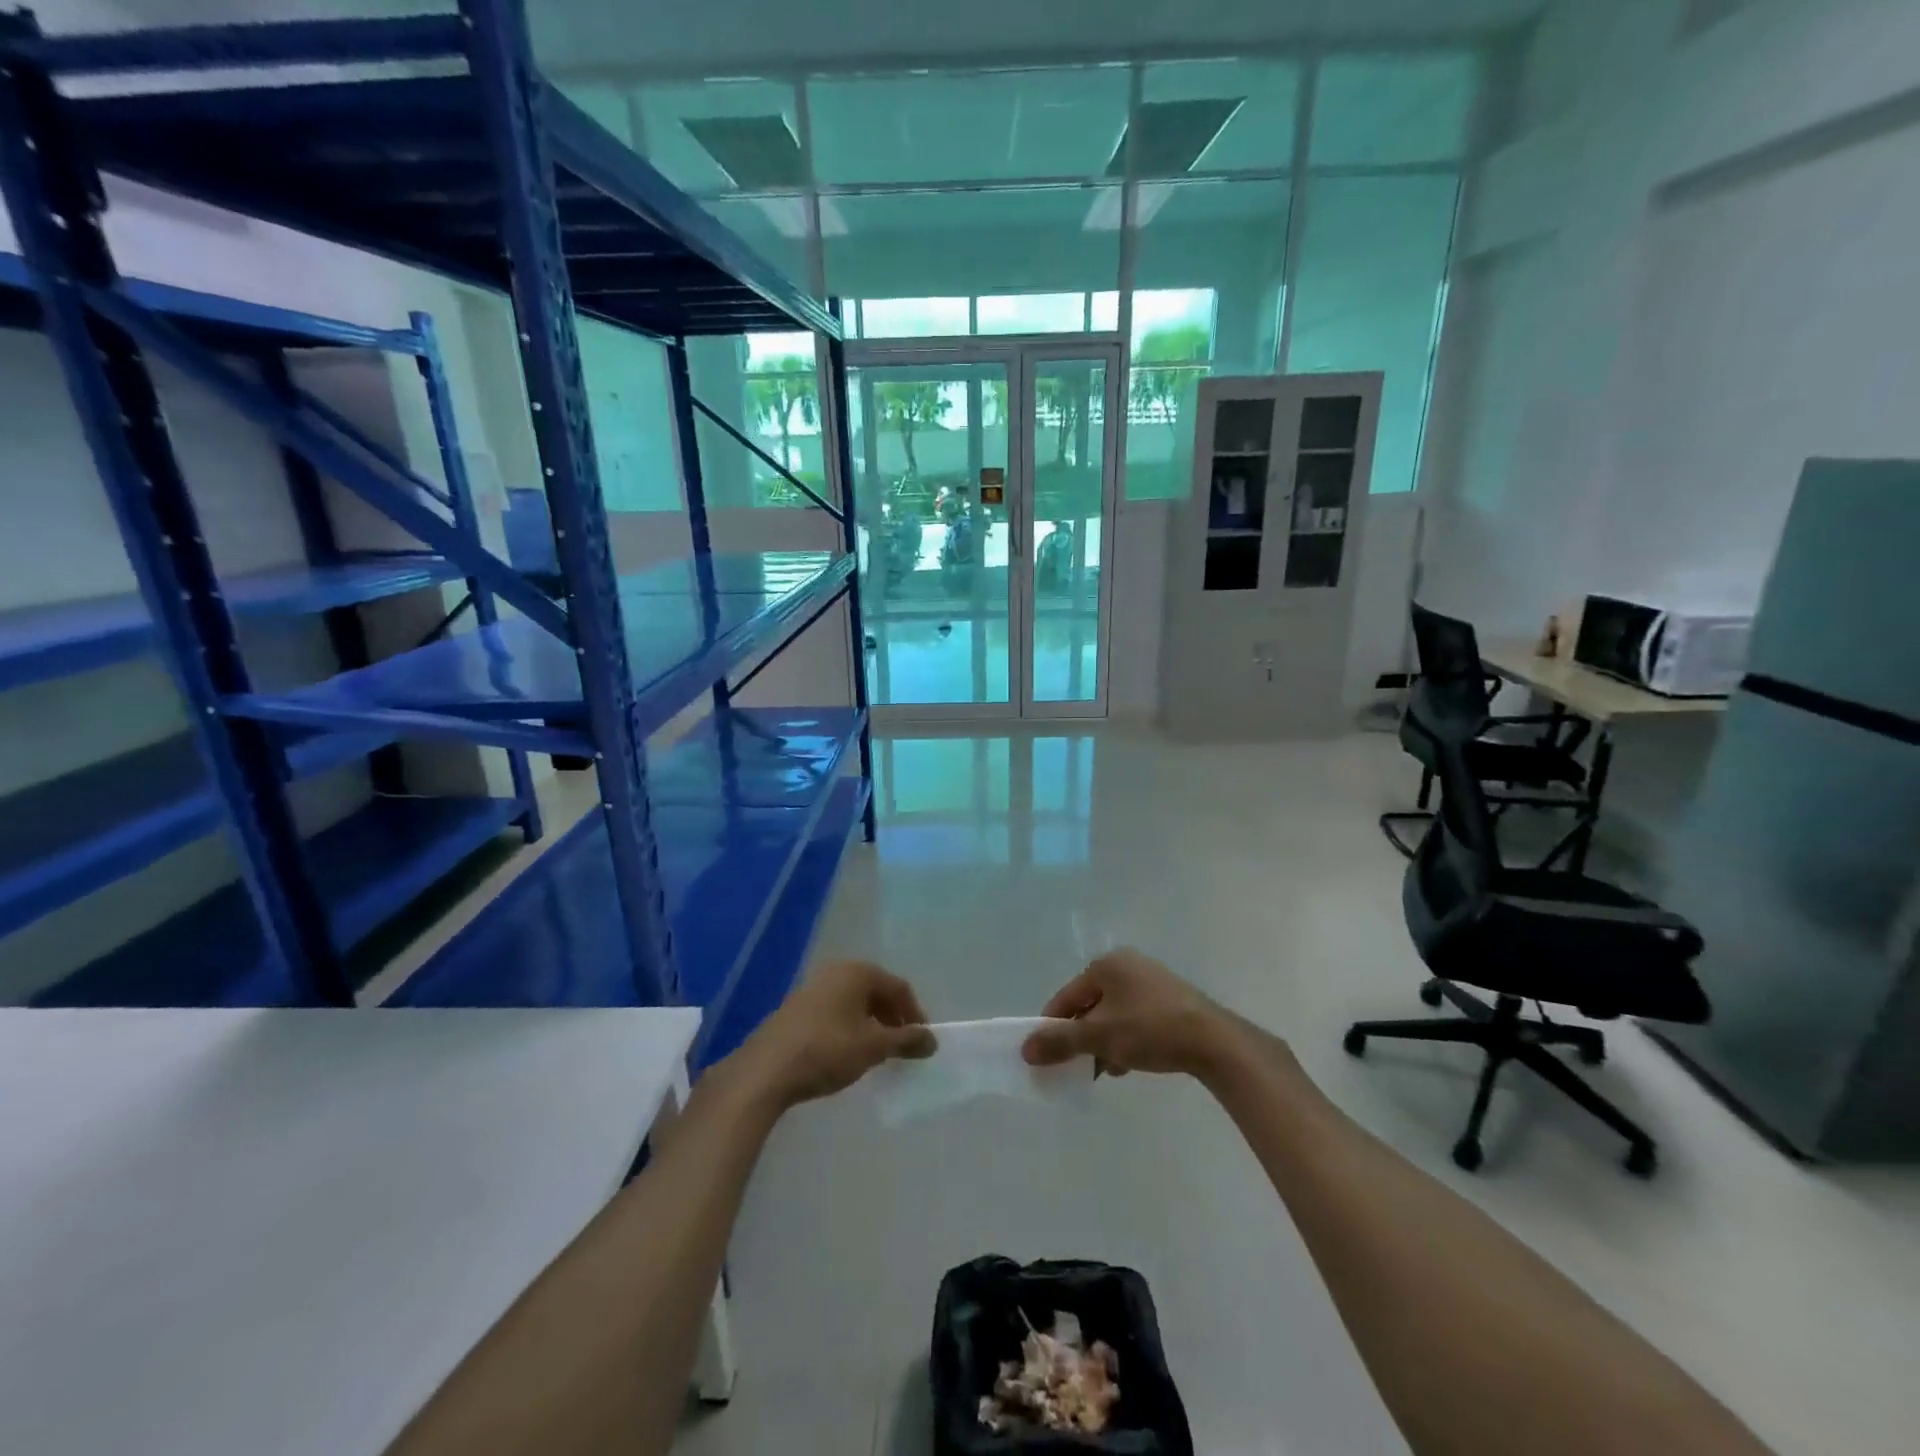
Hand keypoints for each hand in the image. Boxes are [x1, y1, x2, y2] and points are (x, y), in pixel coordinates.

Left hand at [727, 960, 935, 1109]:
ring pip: (854, 1003)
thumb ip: (906, 1041)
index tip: (921, 1042)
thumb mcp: (874, 1047)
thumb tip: (932, 1040)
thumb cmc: (828, 1050)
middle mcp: (836, 971)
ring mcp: (813, 988)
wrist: (766, 1070)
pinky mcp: (796, 1008)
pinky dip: (849, 1028)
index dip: (915, 1014)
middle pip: (876, 992)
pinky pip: (835, 1012)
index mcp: (858, 972)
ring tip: (876, 1053)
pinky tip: (847, 1053)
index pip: (899, 987)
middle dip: (892, 1019)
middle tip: (901, 1048)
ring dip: (871, 1025)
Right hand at [1022, 949, 1232, 1077]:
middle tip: (1078, 1067)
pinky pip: (1135, 1019)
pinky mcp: (1171, 1001)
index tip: (1046, 1056)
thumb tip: (1024, 1049)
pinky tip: (1129, 1064)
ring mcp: (1152, 981)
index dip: (1053, 1026)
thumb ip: (1060, 1042)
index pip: (1067, 996)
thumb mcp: (1099, 1037)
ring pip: (1113, 1015)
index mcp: (1107, 964)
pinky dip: (1126, 1039)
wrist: (1215, 1042)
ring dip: (1104, 1042)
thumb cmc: (1150, 1030)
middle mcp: (1128, 965)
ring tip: (1106, 1070)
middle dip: (1082, 1038)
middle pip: (1090, 1005)